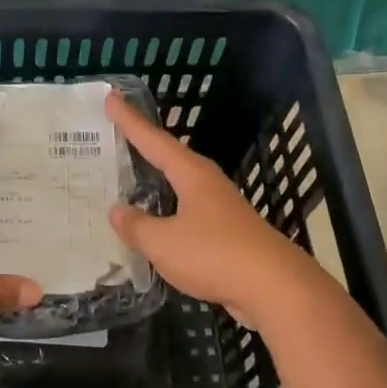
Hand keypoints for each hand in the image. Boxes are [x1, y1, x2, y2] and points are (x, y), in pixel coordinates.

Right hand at [106, 92, 325, 329]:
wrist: (275, 289)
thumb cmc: (215, 255)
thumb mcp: (163, 242)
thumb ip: (137, 226)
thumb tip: (118, 211)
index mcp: (192, 176)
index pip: (154, 140)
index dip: (130, 121)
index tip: (111, 98)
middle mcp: (208, 185)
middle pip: (170, 159)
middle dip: (144, 147)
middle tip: (117, 136)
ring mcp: (221, 210)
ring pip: (180, 189)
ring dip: (156, 183)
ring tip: (131, 181)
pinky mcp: (227, 236)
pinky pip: (187, 216)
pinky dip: (167, 215)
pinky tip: (157, 226)